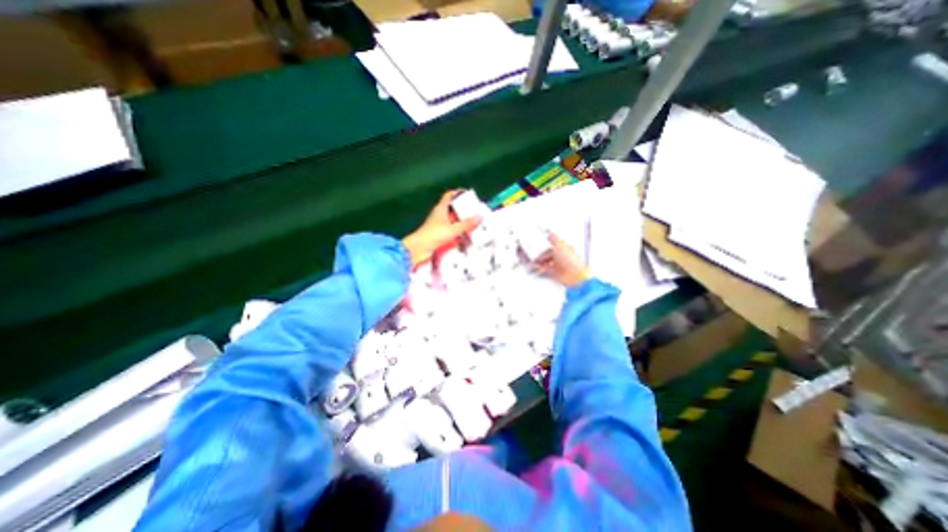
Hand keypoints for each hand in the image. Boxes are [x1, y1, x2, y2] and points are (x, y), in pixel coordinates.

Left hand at [399, 188, 480, 268]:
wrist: (419, 249)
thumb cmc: (434, 235)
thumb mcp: (452, 229)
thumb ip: (466, 224)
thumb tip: (480, 217)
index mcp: (441, 208)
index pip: (449, 196)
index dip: (458, 193)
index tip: (468, 195)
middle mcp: (440, 215)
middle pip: (453, 208)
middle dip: (463, 209)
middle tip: (475, 211)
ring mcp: (439, 225)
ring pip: (453, 220)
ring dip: (462, 221)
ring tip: (474, 223)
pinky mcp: (439, 235)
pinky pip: (452, 230)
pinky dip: (459, 232)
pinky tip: (467, 236)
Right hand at [533, 234, 589, 288]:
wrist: (573, 274)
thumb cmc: (570, 260)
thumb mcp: (560, 245)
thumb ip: (554, 239)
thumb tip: (551, 234)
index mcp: (565, 248)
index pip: (555, 245)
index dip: (548, 243)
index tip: (542, 242)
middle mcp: (562, 256)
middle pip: (549, 253)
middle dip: (542, 254)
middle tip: (536, 254)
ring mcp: (558, 264)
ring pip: (547, 261)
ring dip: (540, 260)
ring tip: (535, 260)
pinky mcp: (555, 271)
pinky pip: (546, 268)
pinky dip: (540, 266)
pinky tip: (536, 265)